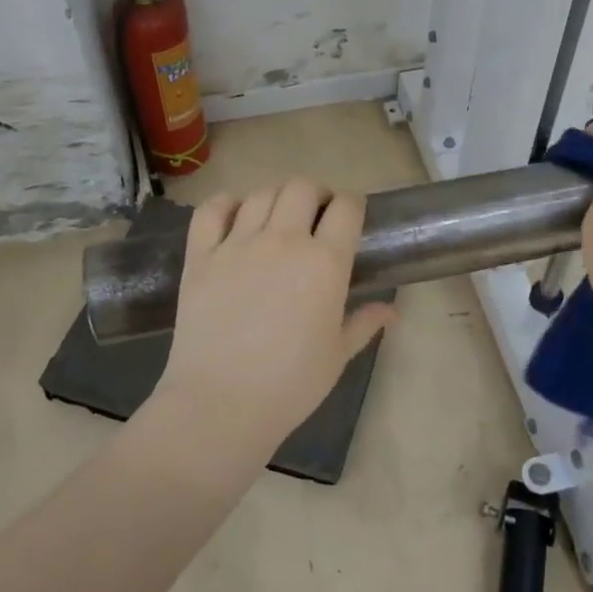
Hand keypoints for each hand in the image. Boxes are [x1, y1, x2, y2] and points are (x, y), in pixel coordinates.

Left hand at [158, 179, 395, 458]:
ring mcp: (237, 244)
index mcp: (325, 262)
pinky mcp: (200, 255)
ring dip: (274, 199)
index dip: (351, 205)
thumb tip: (392, 311)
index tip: (349, 217)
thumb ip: (364, 323)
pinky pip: (211, 210)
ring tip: (276, 219)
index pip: (346, 206)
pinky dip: (225, 204)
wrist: (222, 404)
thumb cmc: (290, 385)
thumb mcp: (337, 355)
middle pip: (301, 187)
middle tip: (314, 217)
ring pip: (260, 193)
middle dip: (314, 195)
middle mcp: (283, 240)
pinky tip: (234, 216)